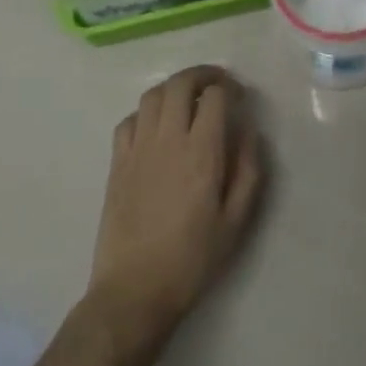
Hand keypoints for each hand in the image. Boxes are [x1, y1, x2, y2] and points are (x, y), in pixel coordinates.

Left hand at [87, 66, 264, 355]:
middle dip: (202, 75)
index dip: (230, 89)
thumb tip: (248, 131)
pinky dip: (146, 112)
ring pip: (152, 95)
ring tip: (189, 98)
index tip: (240, 98)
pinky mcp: (116, 163)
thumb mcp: (236, 221)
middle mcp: (167, 140)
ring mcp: (137, 149)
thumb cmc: (192, 259)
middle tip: (218, 84)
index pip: (214, 96)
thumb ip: (248, 169)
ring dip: (174, 88)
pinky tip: (157, 126)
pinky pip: (128, 120)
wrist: (135, 290)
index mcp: (201, 152)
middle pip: (180, 84)